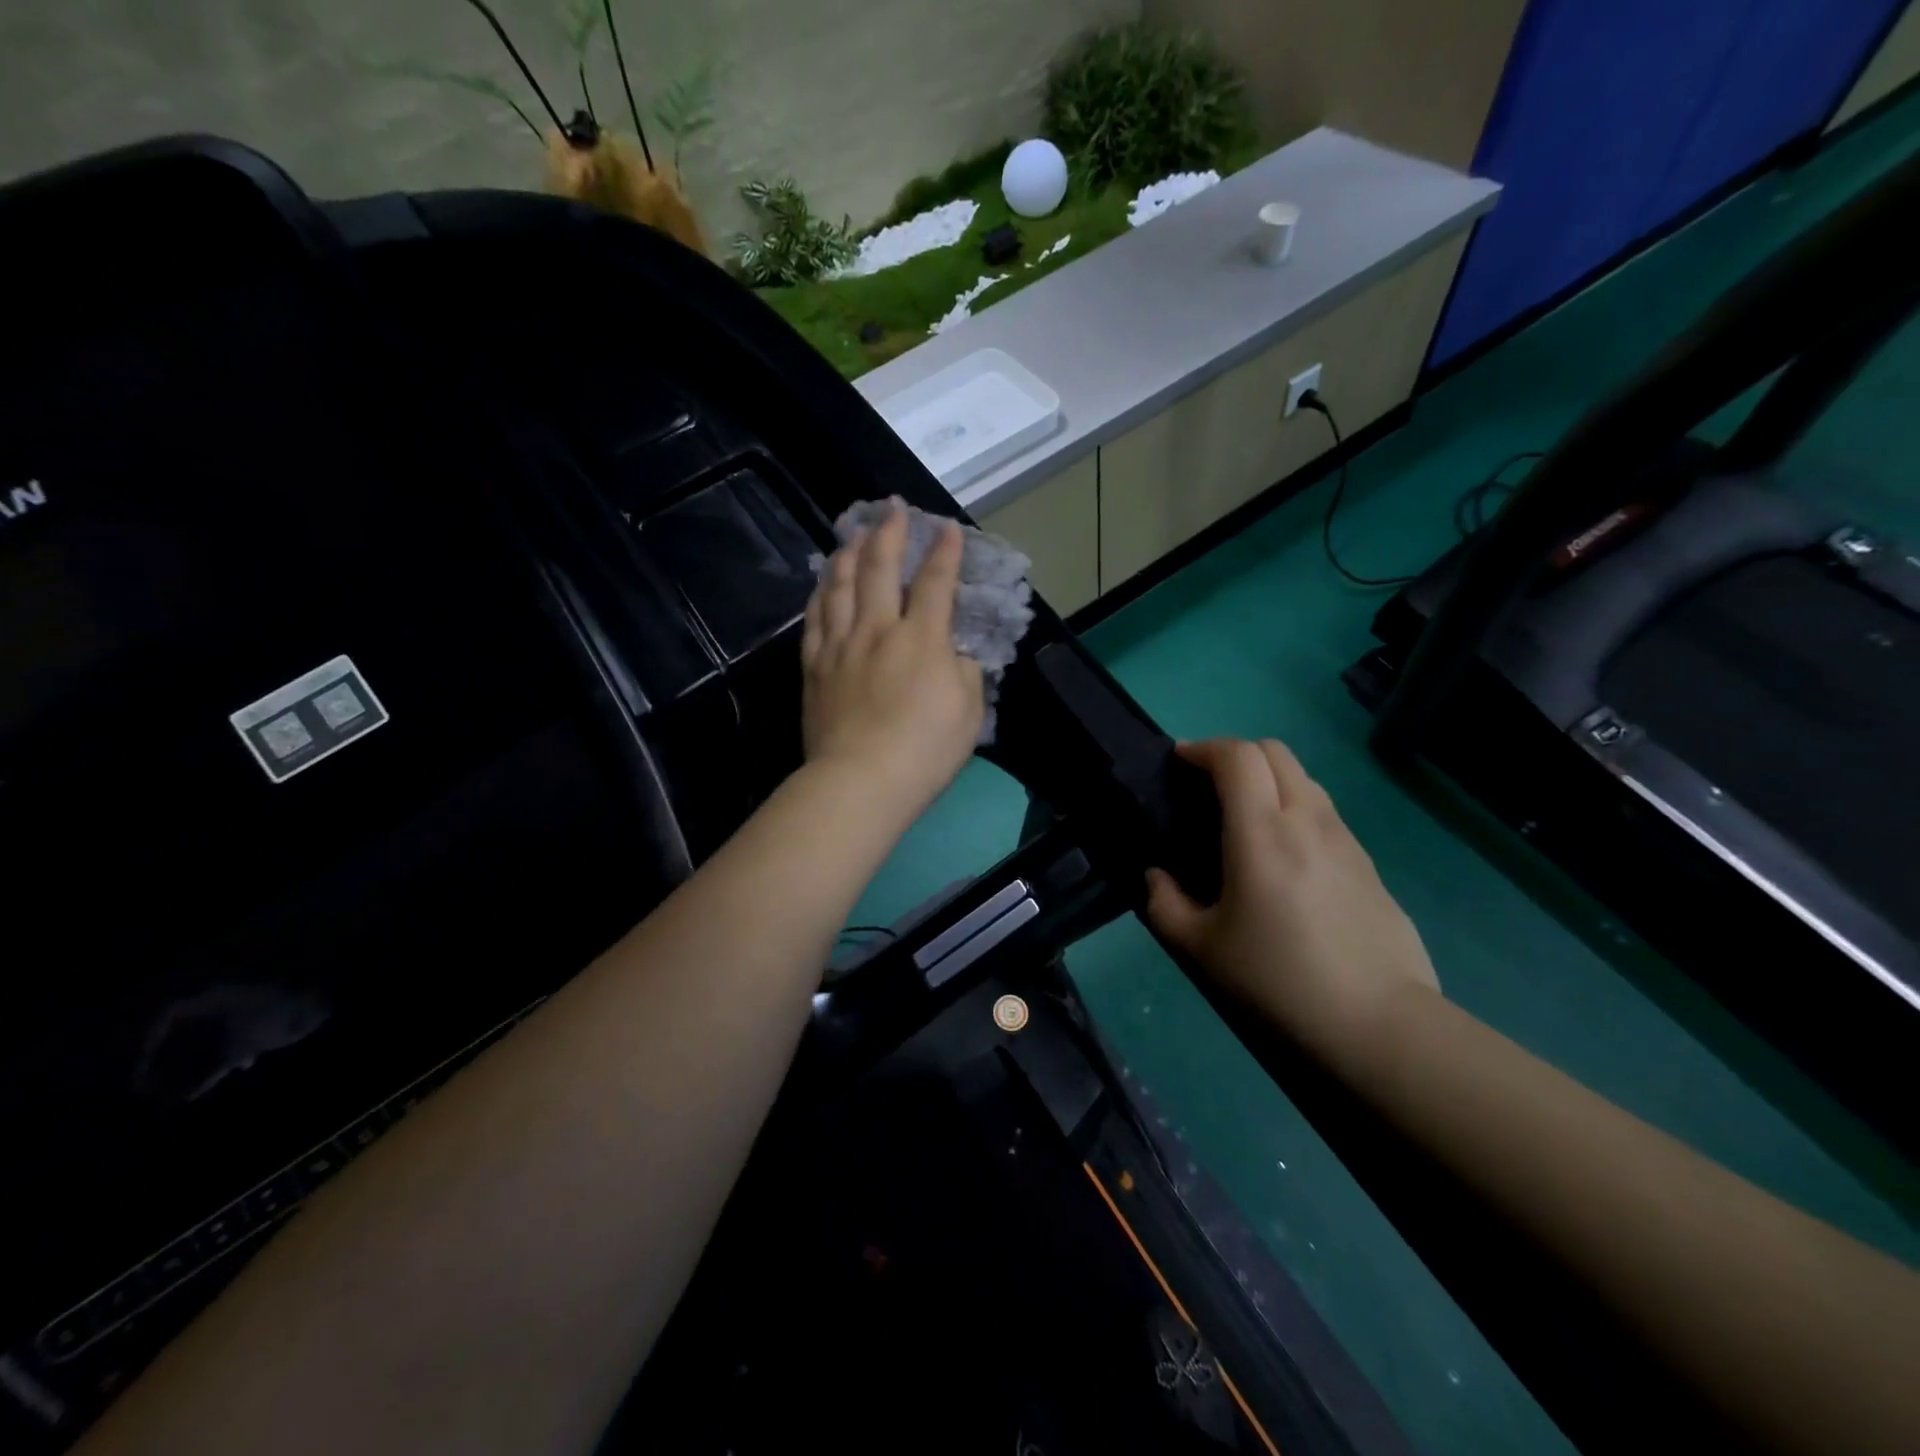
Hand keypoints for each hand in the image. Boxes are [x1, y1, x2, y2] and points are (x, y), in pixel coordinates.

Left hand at [802, 501, 985, 821]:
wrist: (859, 781)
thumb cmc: (924, 750)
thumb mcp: (968, 711)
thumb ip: (964, 671)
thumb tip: (953, 651)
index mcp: (921, 639)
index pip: (936, 583)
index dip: (944, 552)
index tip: (948, 529)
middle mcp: (877, 629)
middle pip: (880, 569)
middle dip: (889, 533)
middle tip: (892, 509)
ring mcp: (840, 645)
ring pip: (840, 585)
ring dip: (849, 553)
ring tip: (853, 535)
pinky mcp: (815, 667)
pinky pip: (815, 618)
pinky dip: (821, 593)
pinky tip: (823, 582)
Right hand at [1144, 739, 1438, 1056]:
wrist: (1379, 1023)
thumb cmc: (1279, 979)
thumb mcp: (1202, 949)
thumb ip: (1165, 904)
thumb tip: (1158, 878)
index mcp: (1262, 832)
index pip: (1237, 756)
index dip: (1204, 748)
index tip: (1180, 761)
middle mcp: (1307, 820)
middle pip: (1275, 752)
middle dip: (1236, 753)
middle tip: (1209, 784)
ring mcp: (1345, 839)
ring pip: (1305, 779)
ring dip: (1269, 779)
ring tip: (1245, 816)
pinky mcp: (1369, 864)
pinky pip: (1325, 813)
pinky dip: (1296, 808)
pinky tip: (1285, 855)